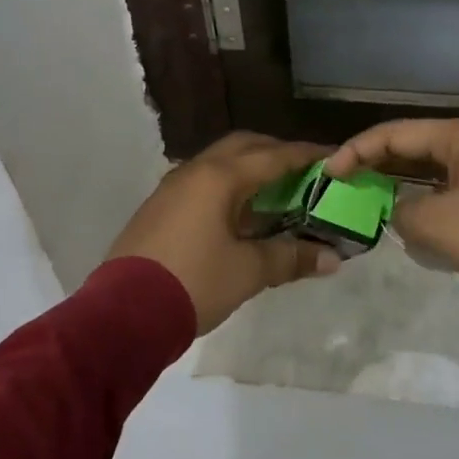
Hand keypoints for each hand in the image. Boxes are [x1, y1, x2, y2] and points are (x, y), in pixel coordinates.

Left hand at [107, 132, 337, 334]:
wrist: (123, 312)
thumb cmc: (193, 282)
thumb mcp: (247, 271)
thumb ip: (290, 258)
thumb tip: (332, 258)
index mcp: (220, 176)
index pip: (273, 156)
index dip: (307, 155)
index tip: (334, 157)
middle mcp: (195, 170)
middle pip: (244, 147)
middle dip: (276, 154)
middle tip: (304, 172)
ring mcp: (172, 187)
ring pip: (219, 163)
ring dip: (250, 170)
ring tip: (276, 192)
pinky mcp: (159, 207)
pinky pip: (202, 182)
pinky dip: (228, 187)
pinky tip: (240, 214)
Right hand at [324, 118, 458, 364]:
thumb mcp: (434, 226)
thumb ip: (400, 211)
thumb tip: (400, 210)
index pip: (396, 133)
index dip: (356, 150)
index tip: (329, 172)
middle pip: (418, 145)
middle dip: (380, 164)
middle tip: (347, 183)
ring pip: (438, 167)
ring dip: (406, 183)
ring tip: (375, 198)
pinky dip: (433, 197)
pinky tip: (419, 218)